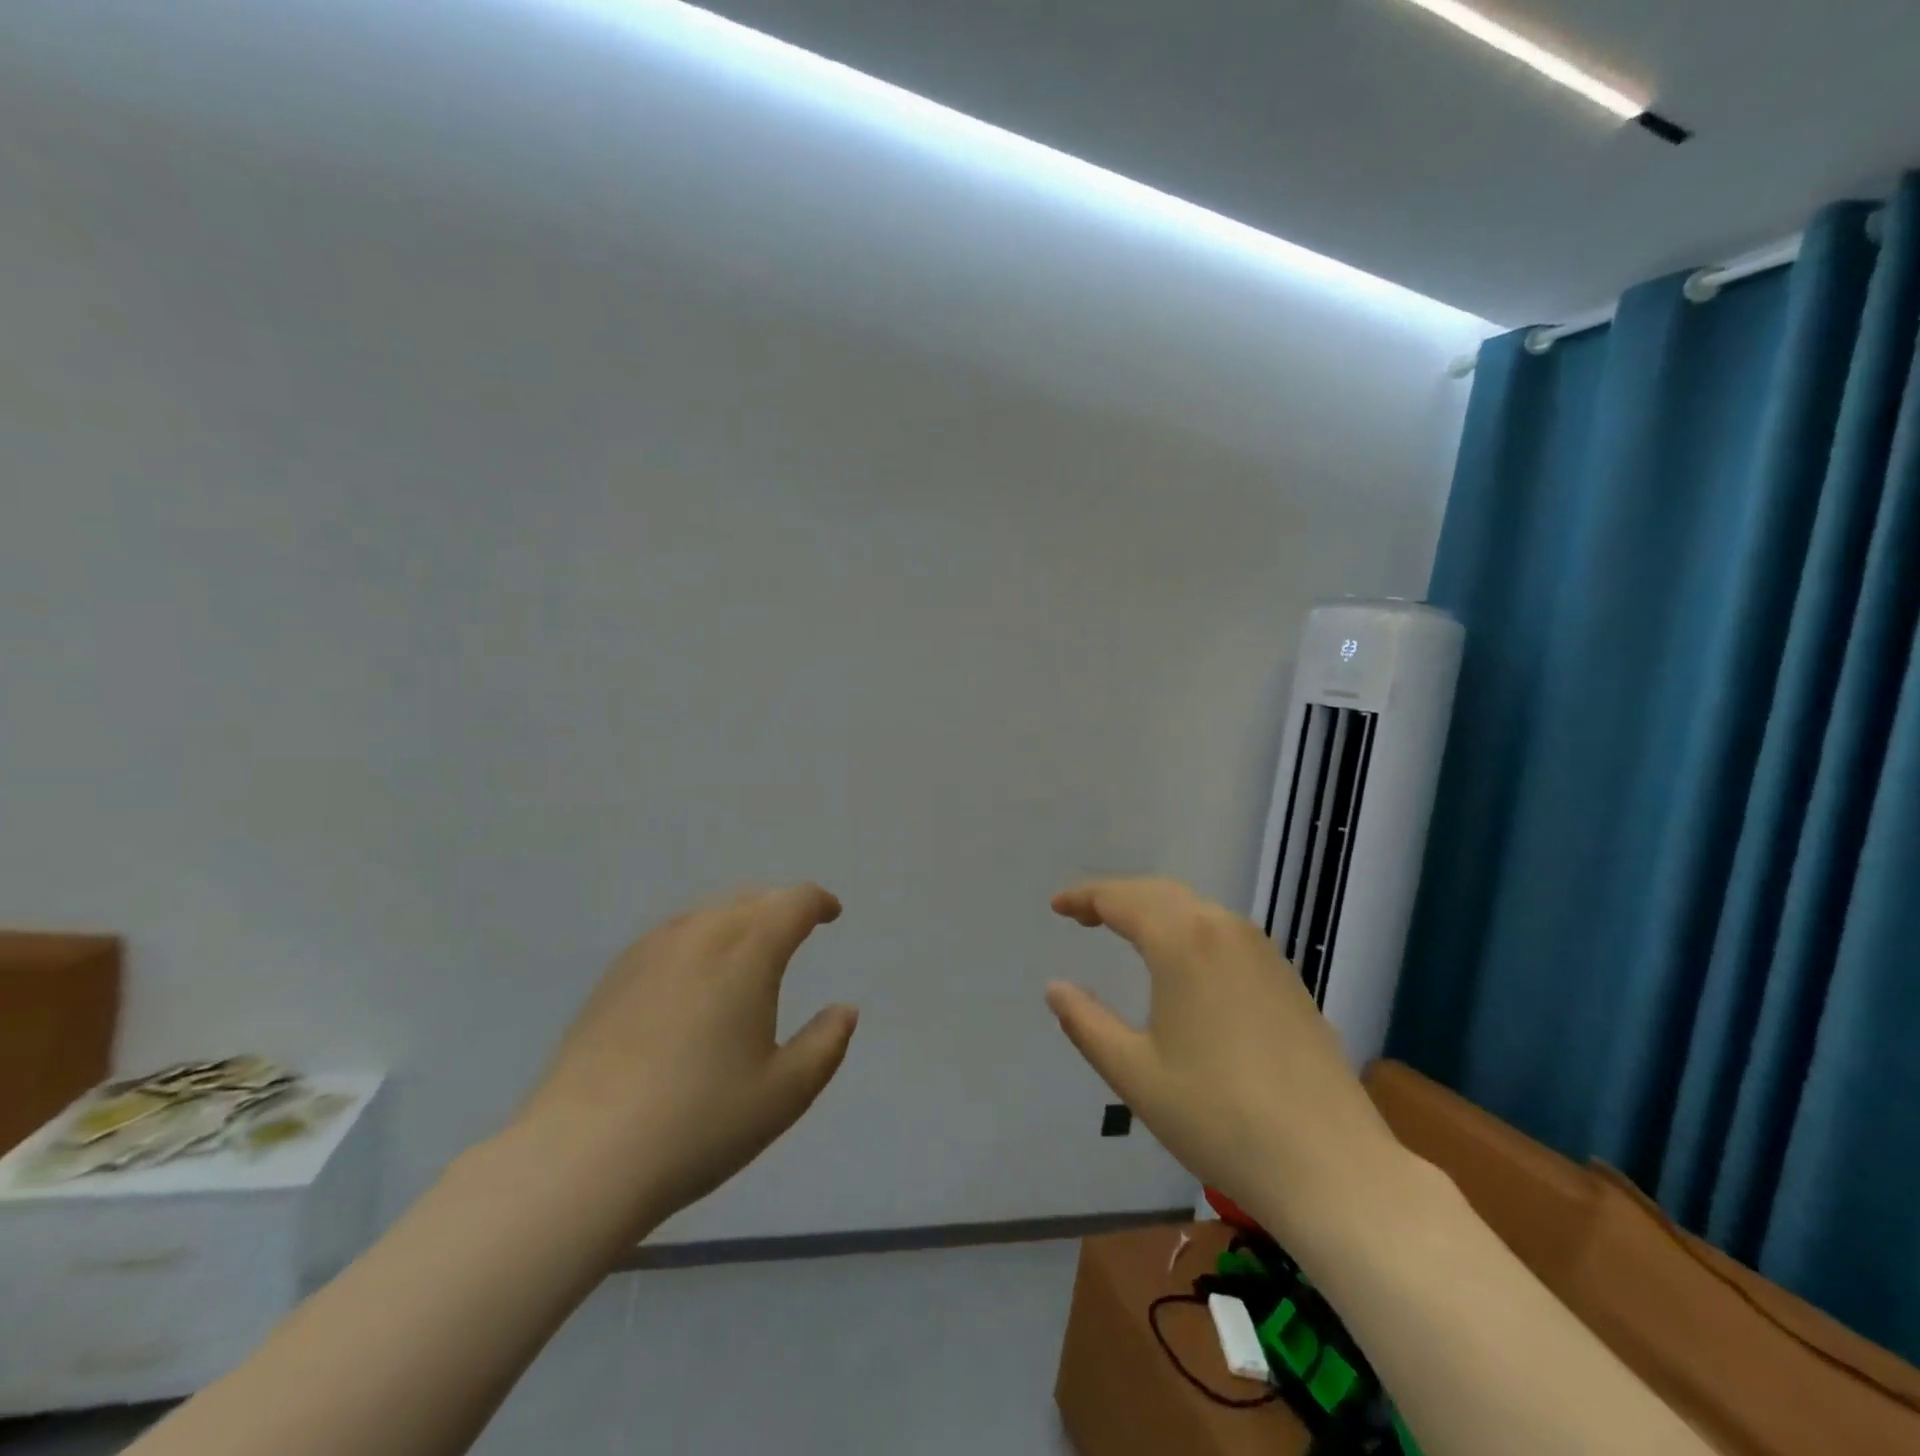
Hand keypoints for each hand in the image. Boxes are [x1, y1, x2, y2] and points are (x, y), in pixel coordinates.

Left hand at [514, 884, 857, 1237]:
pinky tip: (693, 976)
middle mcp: (701, 934)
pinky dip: (700, 939)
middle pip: (751, 899)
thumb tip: (845, 1010)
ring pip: (709, 913)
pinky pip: (673, 935)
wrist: (582, 1157)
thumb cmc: (700, 1122)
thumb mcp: (785, 1093)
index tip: (831, 915)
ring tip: (748, 951)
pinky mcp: (614, 975)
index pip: (793, 902)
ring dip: (739, 920)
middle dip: (780, 908)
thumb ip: (826, 1044)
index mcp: (748, 951)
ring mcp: (651, 951)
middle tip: (795, 932)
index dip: (818, 902)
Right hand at [1046, 878, 1400, 1248]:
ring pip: (1197, 910)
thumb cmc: (1218, 1118)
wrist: (1331, 1166)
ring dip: (1155, 912)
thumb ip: (1086, 1022)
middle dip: (1117, 897)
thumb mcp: (1134, 1073)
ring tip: (1125, 931)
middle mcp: (1225, 929)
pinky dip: (1189, 931)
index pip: (1122, 898)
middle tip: (1083, 915)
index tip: (1057, 906)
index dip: (1084, 897)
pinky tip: (1183, 963)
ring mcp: (1264, 952)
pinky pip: (1225, 934)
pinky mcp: (1287, 979)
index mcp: (1183, 941)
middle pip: (1160, 894)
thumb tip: (1056, 987)